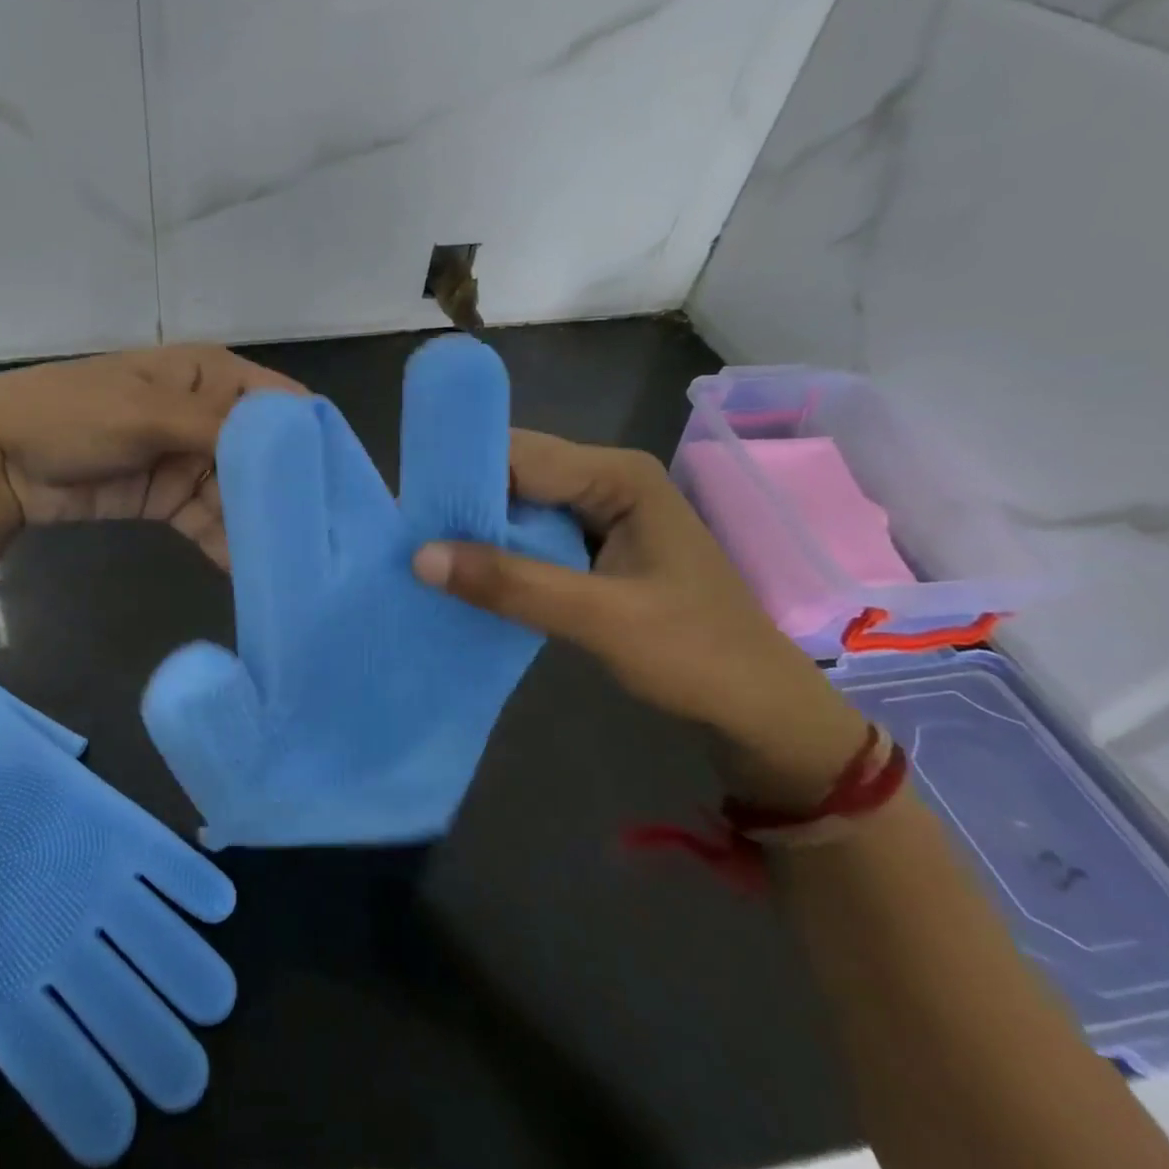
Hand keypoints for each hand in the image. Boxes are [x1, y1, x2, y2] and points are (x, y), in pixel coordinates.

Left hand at [0, 345, 302, 567]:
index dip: (311, 439)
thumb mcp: (148, 413)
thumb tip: (285, 444)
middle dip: (288, 492)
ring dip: (258, 523)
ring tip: (292, 562)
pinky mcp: (168, 496)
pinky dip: (225, 541)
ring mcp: (187, 458)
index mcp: (209, 375)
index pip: (280, 403)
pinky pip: (209, 519)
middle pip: (264, 454)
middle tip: (324, 538)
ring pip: (239, 492)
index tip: (342, 483)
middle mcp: (207, 414)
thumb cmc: (73, 415)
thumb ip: (218, 428)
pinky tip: (246, 570)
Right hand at [411, 432, 867, 802]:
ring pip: (519, 508)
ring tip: (423, 556)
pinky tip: (466, 576)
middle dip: (464, 505)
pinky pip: (531, 537)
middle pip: (515, 476)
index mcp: (618, 475)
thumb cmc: (696, 655)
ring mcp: (601, 515)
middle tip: (408, 538)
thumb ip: (512, 584)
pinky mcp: (593, 549)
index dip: (463, 478)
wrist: (759, 712)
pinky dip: (499, 555)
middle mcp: (606, 481)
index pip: (520, 456)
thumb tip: (419, 556)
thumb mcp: (600, 619)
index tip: (408, 511)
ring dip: (476, 532)